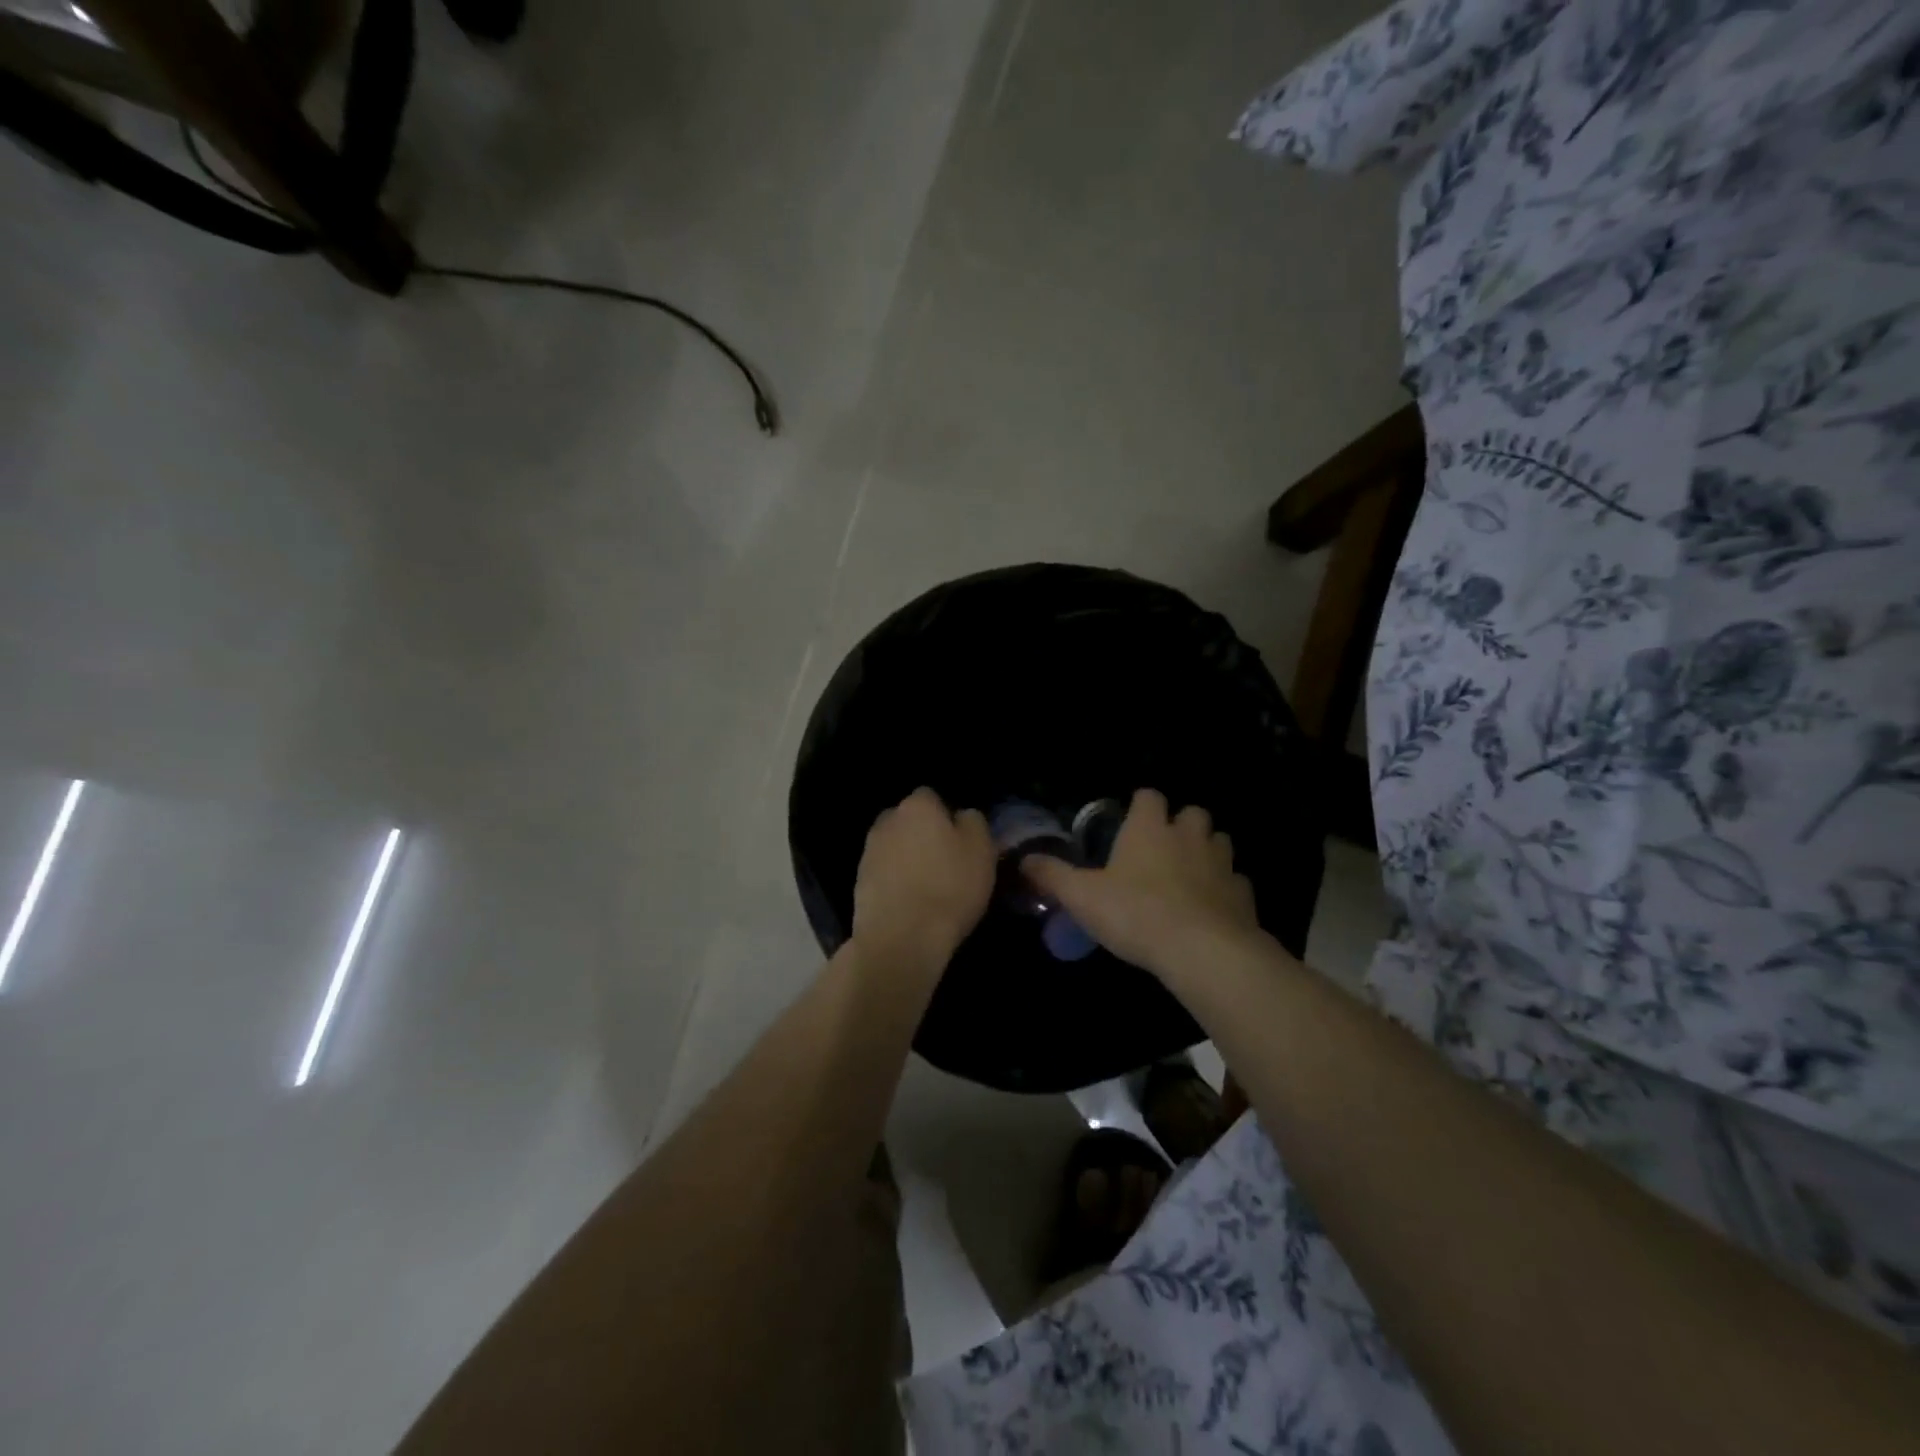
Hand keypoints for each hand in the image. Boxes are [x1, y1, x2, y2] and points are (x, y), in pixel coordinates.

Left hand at [852, 788, 994, 970]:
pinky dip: (895, 881)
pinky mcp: (859, 881)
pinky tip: (910, 903)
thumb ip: (973, 822)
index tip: (960, 840)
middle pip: (909, 820)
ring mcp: (869, 851)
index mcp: (918, 806)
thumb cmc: (949, 887)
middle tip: (945, 861)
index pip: (932, 797)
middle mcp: (888, 820)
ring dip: (907, 858)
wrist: (901, 938)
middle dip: (923, 834)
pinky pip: (884, 872)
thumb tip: (961, 816)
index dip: (946, 816)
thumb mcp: (981, 850)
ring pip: (895, 846)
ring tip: (928, 886)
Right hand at [1024, 788, 1259, 977]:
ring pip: (1220, 842)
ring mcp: (1221, 864)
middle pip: (1192, 813)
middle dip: (1181, 824)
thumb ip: (1052, 876)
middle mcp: (1188, 837)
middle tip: (1163, 848)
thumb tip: (1024, 860)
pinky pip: (1236, 882)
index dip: (1140, 805)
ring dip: (1206, 851)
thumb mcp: (1081, 896)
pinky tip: (1213, 907)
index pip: (1148, 796)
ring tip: (1190, 874)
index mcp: (1148, 829)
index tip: (1130, 821)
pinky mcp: (1243, 895)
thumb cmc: (1135, 913)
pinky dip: (1226, 889)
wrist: (1202, 951)